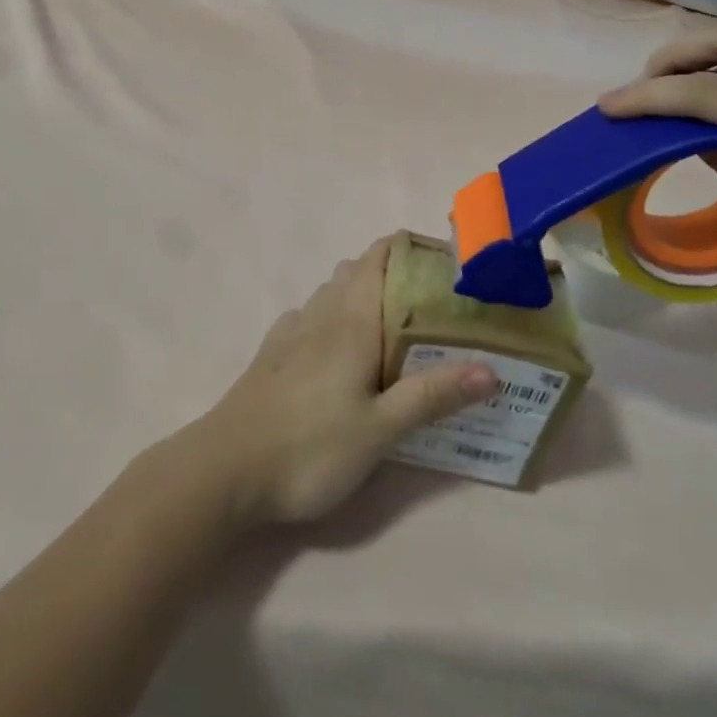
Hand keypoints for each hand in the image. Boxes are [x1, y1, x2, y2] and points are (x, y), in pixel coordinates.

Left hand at [189, 237, 498, 525]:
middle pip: (357, 270)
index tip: (443, 262)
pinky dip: (332, 317)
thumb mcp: (381, 429)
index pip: (379, 256)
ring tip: (392, 328)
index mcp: (352, 321)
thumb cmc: (310, 447)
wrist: (225, 470)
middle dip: (392, 273)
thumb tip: (490, 369)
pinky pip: (309, 317)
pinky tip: (340, 351)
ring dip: (361, 295)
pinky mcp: (272, 354)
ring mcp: (291, 332)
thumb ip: (433, 395)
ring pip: (331, 293)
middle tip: (429, 304)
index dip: (409, 247)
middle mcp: (321, 314)